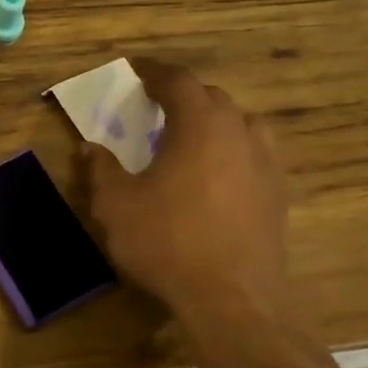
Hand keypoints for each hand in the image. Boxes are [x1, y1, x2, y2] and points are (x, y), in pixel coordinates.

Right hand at [81, 59, 291, 328]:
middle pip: (213, 98)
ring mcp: (266, 164)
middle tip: (156, 107)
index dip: (155, 71)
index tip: (137, 69)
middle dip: (184, 96)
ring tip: (190, 137)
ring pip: (241, 124)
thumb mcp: (116, 205)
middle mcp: (239, 133)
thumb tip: (89, 148)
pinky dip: (232, 151)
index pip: (179, 80)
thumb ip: (101, 170)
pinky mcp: (278, 195)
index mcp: (199, 125)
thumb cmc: (166, 241)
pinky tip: (216, 176)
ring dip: (214, 121)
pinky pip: (254, 155)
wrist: (231, 298)